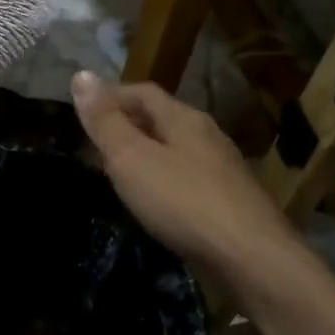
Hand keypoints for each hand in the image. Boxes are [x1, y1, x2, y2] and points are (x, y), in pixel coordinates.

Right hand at [70, 71, 288, 270]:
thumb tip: (81, 74)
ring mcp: (223, 169)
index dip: (110, 95)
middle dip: (126, 125)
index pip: (142, 91)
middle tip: (94, 144)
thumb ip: (105, 120)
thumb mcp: (131, 158)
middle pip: (160, 118)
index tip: (83, 112)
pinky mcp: (231, 201)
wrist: (253, 260)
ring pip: (175, 149)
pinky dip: (163, 179)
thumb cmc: (183, 202)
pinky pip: (187, 177)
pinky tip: (155, 202)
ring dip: (145, 154)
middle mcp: (206, 135)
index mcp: (183, 117)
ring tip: (118, 173)